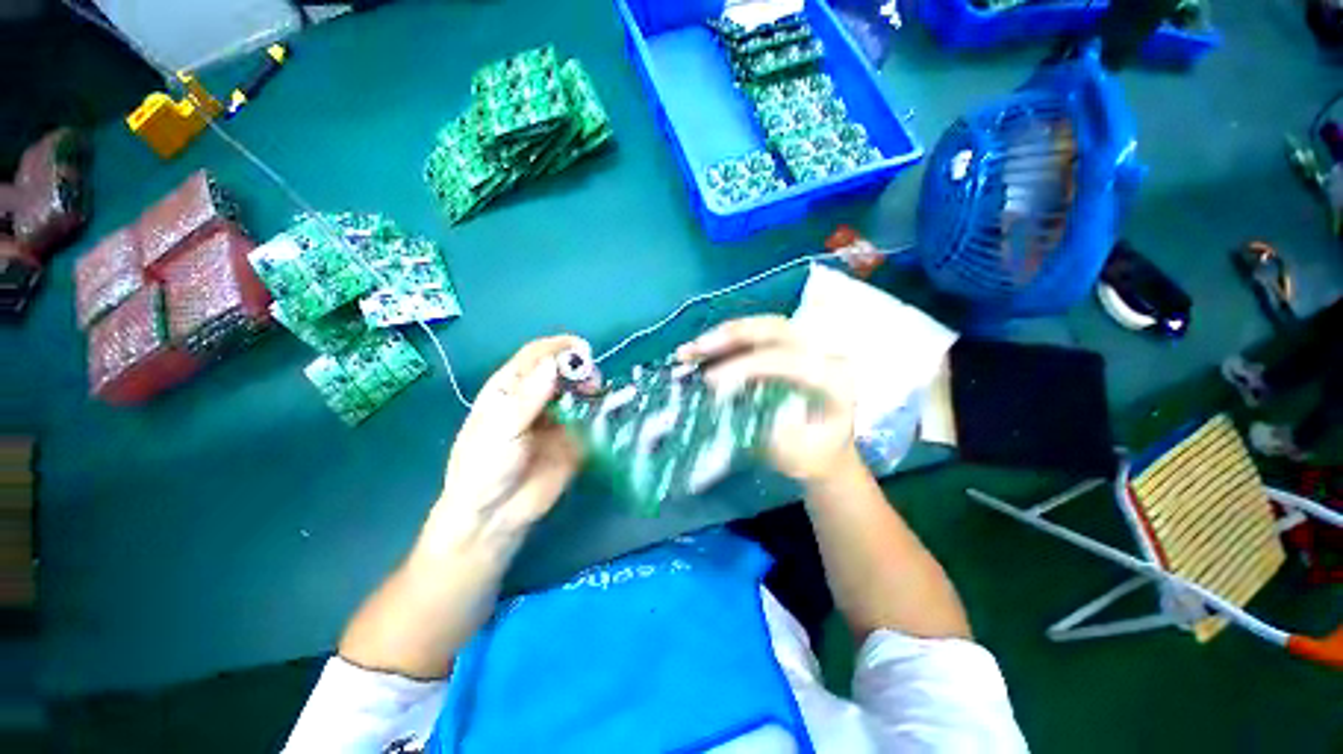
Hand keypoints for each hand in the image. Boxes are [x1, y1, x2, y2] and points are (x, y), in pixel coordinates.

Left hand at [433, 335, 598, 546]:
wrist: (495, 516)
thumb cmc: (485, 468)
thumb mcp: (501, 429)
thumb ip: (528, 397)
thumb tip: (553, 363)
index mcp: (511, 388)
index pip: (536, 356)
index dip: (558, 347)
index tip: (582, 349)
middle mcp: (537, 398)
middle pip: (562, 371)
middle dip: (579, 369)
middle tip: (593, 379)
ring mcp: (559, 418)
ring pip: (580, 392)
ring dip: (593, 388)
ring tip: (599, 395)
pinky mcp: (576, 439)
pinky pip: (592, 419)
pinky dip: (602, 412)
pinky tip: (609, 412)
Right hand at [677, 316, 856, 483]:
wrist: (826, 448)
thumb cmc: (815, 455)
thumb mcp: (798, 454)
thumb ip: (771, 432)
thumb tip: (734, 408)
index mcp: (834, 379)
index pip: (788, 361)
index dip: (747, 367)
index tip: (711, 382)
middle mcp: (823, 352)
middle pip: (775, 330)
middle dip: (731, 337)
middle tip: (695, 350)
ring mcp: (804, 346)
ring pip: (761, 327)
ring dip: (721, 336)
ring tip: (688, 351)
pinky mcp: (785, 347)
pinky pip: (753, 337)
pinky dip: (723, 343)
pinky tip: (699, 352)